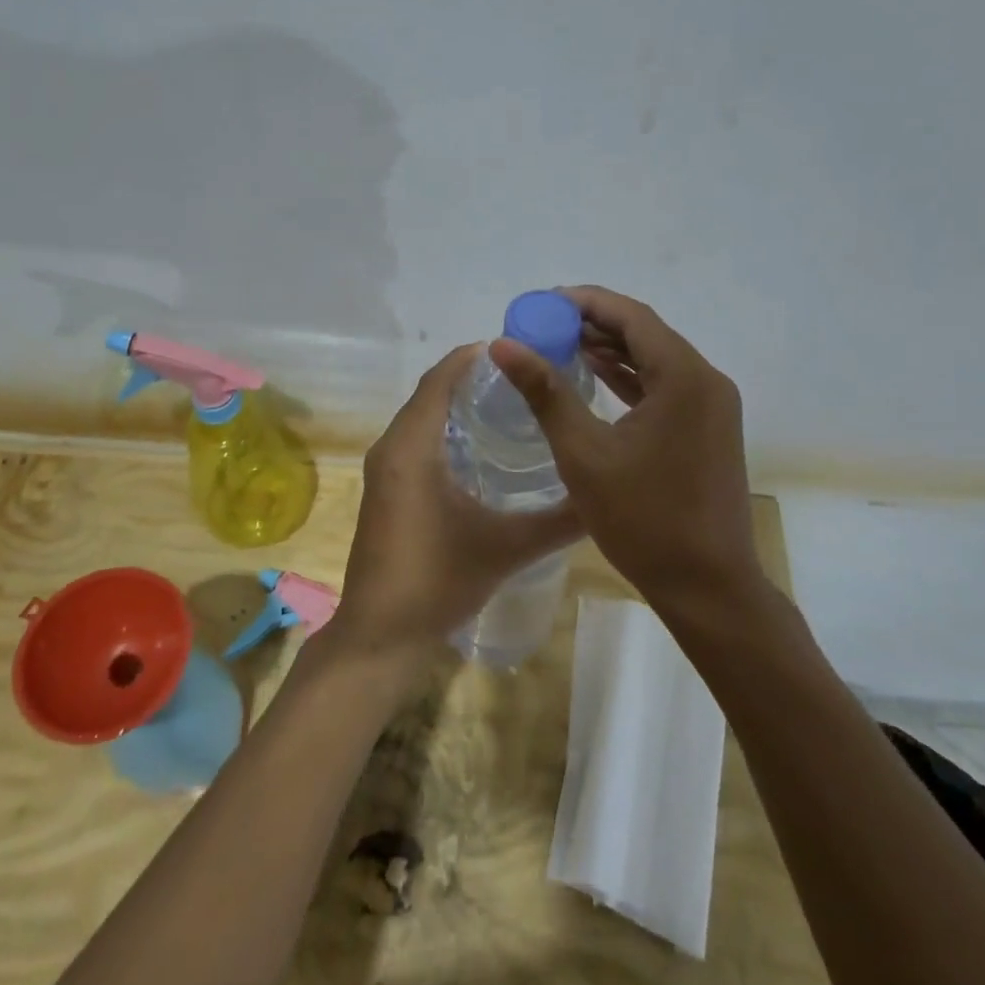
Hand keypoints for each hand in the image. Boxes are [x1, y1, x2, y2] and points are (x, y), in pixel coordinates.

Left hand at [329, 344, 583, 663]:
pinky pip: (416, 441)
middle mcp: (391, 448)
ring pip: (422, 418)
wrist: (380, 636)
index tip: (519, 348)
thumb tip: (604, 497)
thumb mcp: (506, 547)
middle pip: (431, 393)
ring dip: (459, 403)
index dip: (474, 357)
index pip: (440, 379)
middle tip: (527, 376)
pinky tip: (483, 447)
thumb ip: (558, 521)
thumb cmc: (437, 581)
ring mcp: (384, 471)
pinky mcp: (387, 491)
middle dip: (473, 377)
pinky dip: (446, 430)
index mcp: (411, 447)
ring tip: (513, 402)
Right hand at [489, 286, 764, 611]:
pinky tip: (595, 376)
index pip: (632, 316)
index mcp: (683, 377)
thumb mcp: (584, 453)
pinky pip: (666, 386)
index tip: (543, 303)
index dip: (586, 302)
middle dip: (595, 323)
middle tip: (545, 325)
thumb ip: (545, 392)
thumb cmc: (644, 520)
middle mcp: (706, 380)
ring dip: (612, 350)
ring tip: (561, 344)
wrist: (708, 587)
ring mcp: (712, 406)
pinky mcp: (709, 428)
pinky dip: (630, 378)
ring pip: (656, 360)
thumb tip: (503, 345)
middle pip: (646, 333)